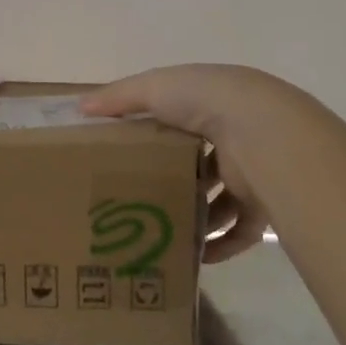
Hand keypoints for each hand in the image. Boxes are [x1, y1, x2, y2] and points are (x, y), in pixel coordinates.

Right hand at [82, 65, 309, 262]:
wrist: (264, 132)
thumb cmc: (206, 102)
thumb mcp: (155, 88)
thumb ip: (119, 97)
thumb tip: (81, 107)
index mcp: (211, 105)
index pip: (181, 121)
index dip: (156, 136)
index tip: (127, 157)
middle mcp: (234, 137)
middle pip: (201, 164)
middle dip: (175, 182)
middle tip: (139, 202)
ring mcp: (251, 172)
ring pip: (221, 201)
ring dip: (196, 218)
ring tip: (161, 232)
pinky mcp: (262, 204)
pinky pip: (240, 231)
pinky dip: (220, 245)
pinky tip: (195, 257)